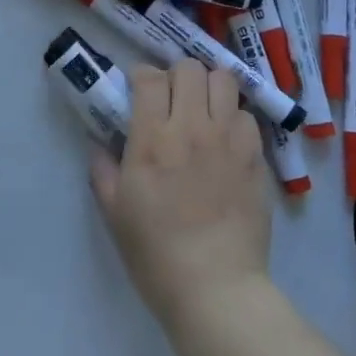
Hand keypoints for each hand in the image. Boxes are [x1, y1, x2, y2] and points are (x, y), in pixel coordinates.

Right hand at [90, 61, 270, 333]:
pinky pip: (246, 115)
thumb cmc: (155, 253)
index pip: (149, 77)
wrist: (215, 288)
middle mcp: (192, 128)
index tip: (138, 91)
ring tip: (202, 110)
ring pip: (224, 80)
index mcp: (152, 139)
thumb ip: (103, 168)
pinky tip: (226, 139)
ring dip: (209, 88)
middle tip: (171, 98)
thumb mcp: (114, 211)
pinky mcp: (255, 156)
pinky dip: (233, 118)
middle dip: (176, 75)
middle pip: (190, 68)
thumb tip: (99, 142)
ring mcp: (229, 139)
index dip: (141, 76)